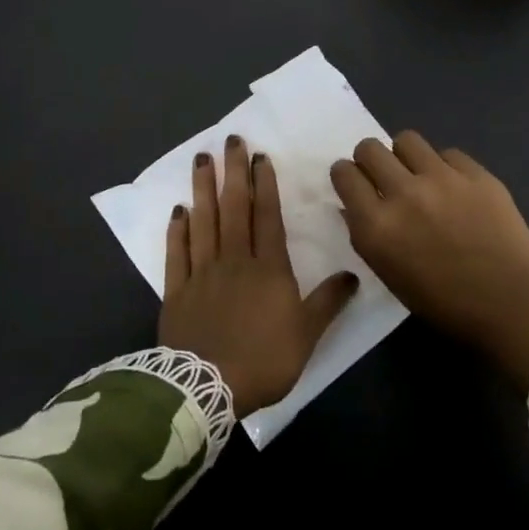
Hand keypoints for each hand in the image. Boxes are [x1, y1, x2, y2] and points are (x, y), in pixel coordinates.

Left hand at [161, 135, 357, 416]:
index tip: (260, 157)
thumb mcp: (306, 334)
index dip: (264, 184)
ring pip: (203, 222)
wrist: (207, 388)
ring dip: (203, 189)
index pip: (266, 216)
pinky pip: (176, 253)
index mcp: (268, 268)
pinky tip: (178, 209)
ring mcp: (202, 273)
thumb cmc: (263, 360)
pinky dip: (177, 230)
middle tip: (230, 140)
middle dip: (233, 172)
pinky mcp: (177, 291)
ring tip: (201, 159)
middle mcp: (234, 260)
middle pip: (233, 208)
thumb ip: (328, 302)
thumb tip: (352, 274)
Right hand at [331, 132, 528, 383]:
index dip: (346, 175)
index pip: (344, 174)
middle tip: (384, 176)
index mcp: (376, 226)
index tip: (355, 181)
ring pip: (407, 139)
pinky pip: (447, 153)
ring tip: (419, 174)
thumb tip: (354, 205)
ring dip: (405, 155)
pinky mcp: (475, 172)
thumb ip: (367, 233)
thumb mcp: (388, 274)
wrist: (509, 303)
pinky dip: (444, 166)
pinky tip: (455, 187)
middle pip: (369, 148)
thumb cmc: (443, 303)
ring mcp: (442, 178)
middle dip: (370, 159)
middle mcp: (403, 193)